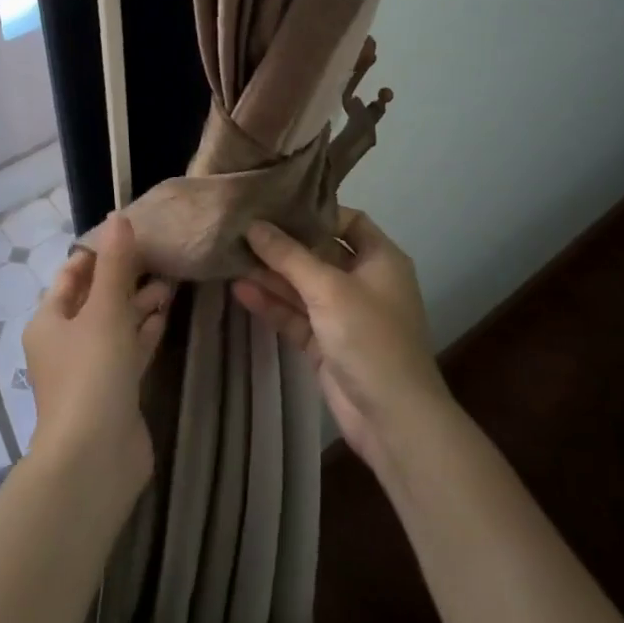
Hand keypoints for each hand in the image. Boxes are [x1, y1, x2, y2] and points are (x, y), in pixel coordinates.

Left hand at [22, 214, 170, 497]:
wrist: (95, 458)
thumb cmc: (91, 373)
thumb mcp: (105, 311)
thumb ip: (116, 265)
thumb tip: (119, 217)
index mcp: (49, 320)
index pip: (73, 275)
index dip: (99, 253)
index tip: (133, 234)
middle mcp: (64, 342)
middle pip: (95, 299)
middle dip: (125, 278)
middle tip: (162, 257)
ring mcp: (89, 369)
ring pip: (115, 325)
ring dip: (139, 305)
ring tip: (172, 282)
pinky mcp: (113, 391)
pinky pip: (128, 351)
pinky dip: (144, 332)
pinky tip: (166, 316)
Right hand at [233, 209, 451, 476]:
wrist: (392, 418)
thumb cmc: (370, 338)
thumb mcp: (329, 289)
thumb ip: (289, 256)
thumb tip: (254, 224)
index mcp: (380, 260)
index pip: (349, 221)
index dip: (316, 212)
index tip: (277, 204)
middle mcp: (362, 281)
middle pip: (319, 253)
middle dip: (283, 244)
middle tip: (241, 228)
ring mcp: (342, 314)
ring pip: (302, 286)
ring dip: (271, 275)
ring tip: (230, 256)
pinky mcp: (324, 343)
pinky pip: (295, 315)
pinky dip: (271, 304)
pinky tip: (239, 290)